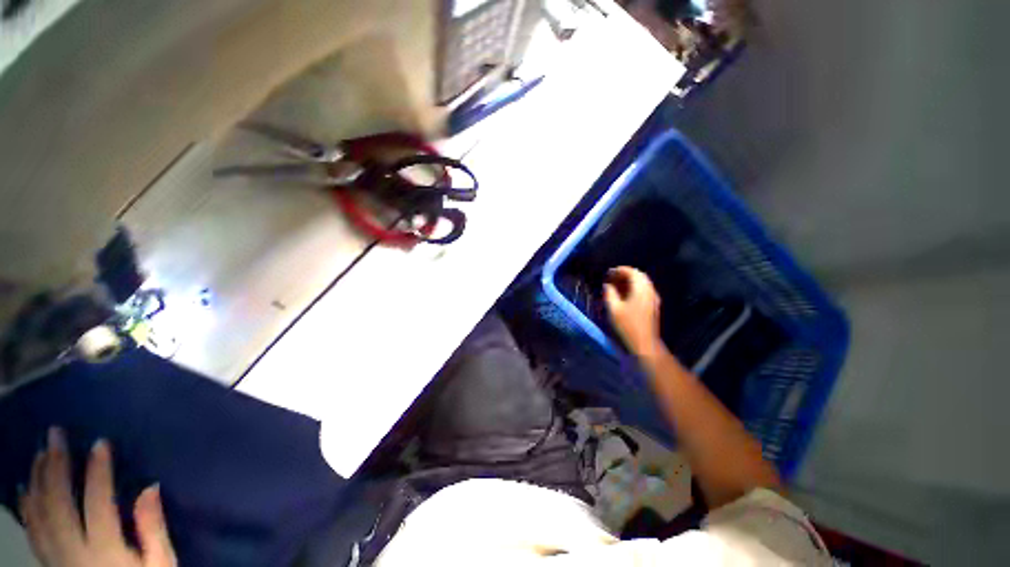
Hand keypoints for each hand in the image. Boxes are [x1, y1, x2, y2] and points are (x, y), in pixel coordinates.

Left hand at [19, 428, 176, 566]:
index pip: (97, 503)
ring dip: (37, 480)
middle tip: (55, 434)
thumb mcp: (162, 565)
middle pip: (57, 505)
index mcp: (104, 551)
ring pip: (38, 514)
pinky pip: (32, 530)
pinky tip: (25, 487)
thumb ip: (153, 529)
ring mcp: (56, 558)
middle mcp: (72, 552)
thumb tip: (150, 487)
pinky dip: (27, 505)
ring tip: (40, 452)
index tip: (100, 443)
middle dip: (55, 466)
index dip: (98, 472)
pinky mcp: (49, 562)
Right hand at [603, 266, 662, 357]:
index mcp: (641, 289)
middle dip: (625, 274)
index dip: (619, 270)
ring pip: (642, 283)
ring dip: (630, 281)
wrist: (644, 345)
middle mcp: (650, 291)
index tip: (608, 273)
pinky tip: (624, 295)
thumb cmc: (627, 326)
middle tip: (611, 278)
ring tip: (616, 285)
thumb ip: (609, 293)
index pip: (632, 272)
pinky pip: (644, 291)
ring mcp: (653, 299)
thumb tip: (607, 285)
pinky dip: (634, 288)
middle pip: (639, 276)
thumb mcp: (613, 309)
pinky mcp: (653, 306)